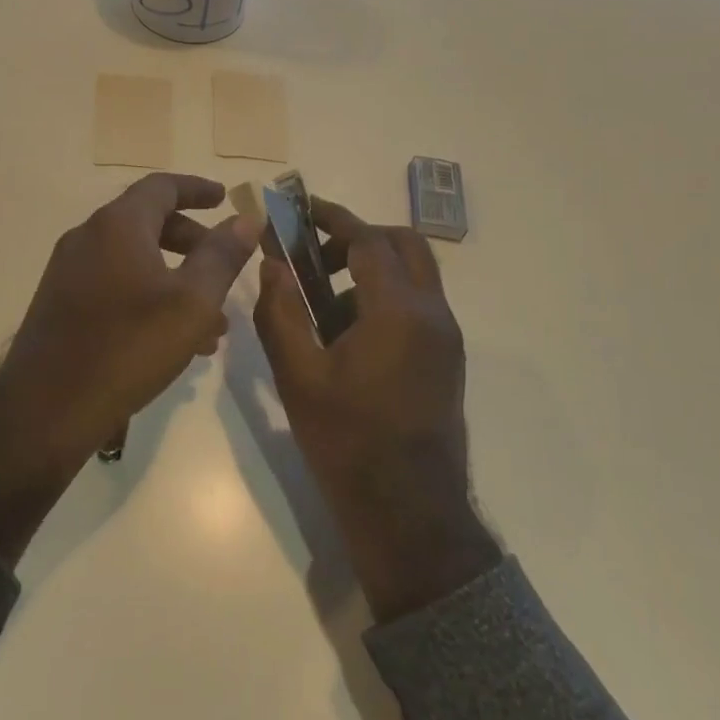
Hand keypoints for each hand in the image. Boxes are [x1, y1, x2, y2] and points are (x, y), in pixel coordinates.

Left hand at [0, 172, 262, 461]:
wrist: (46, 409)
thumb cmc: (128, 347)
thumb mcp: (191, 302)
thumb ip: (222, 256)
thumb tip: (246, 218)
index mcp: (117, 225)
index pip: (162, 186)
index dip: (198, 188)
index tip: (225, 199)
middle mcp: (88, 237)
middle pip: (148, 222)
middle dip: (192, 241)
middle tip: (224, 266)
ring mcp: (69, 271)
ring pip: (134, 259)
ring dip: (175, 278)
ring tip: (212, 323)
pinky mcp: (61, 303)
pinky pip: (115, 284)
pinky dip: (148, 296)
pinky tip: (174, 341)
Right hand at [253, 198, 500, 621]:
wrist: (407, 511)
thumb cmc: (346, 441)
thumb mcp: (298, 376)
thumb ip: (280, 312)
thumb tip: (272, 264)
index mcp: (397, 311)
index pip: (367, 240)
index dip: (332, 218)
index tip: (300, 209)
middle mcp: (432, 313)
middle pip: (403, 244)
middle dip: (358, 238)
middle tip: (316, 256)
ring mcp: (445, 336)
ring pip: (414, 273)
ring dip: (372, 268)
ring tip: (323, 303)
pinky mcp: (447, 357)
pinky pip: (418, 303)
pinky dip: (385, 296)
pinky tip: (347, 335)